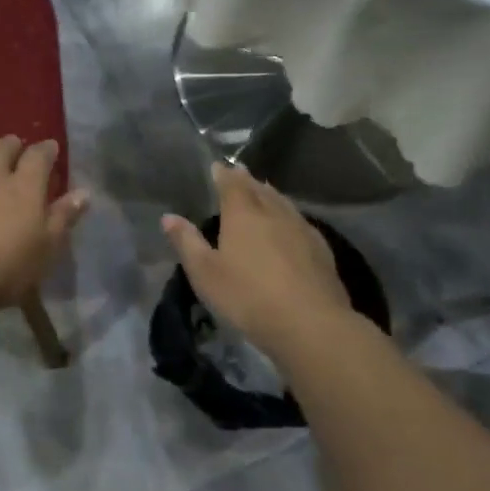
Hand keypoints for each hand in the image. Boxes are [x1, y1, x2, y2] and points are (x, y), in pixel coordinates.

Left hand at [0, 137, 88, 308]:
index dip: (47, 150)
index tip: (51, 148)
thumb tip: (84, 193)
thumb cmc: (2, 267)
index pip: (39, 157)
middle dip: (14, 145)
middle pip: (4, 148)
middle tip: (18, 147)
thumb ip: (62, 218)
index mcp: (25, 186)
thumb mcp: (44, 250)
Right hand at [162, 163, 351, 356]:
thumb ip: (187, 242)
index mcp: (243, 214)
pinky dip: (289, 214)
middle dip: (247, 180)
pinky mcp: (321, 249)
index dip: (223, 174)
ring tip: (263, 190)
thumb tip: (169, 217)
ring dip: (270, 194)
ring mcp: (301, 229)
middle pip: (259, 189)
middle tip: (239, 172)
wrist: (309, 323)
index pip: (232, 184)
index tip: (217, 166)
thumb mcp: (205, 273)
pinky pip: (300, 220)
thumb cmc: (247, 296)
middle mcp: (274, 213)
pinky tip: (291, 224)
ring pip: (283, 203)